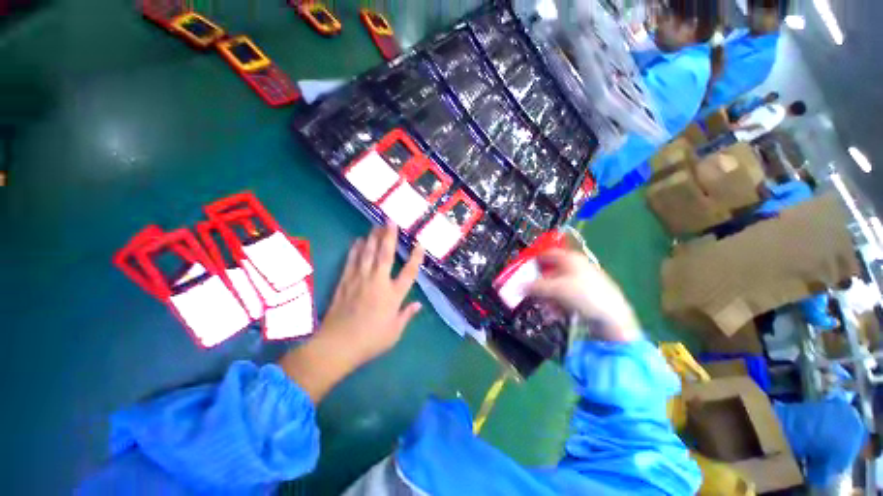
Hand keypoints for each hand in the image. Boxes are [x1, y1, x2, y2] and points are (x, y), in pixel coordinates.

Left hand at [279, 223, 423, 402]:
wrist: (337, 345)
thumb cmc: (370, 340)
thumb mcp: (394, 332)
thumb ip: (406, 315)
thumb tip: (418, 304)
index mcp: (393, 295)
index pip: (408, 272)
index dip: (415, 257)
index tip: (420, 244)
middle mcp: (378, 282)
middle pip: (385, 254)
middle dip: (389, 236)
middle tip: (390, 220)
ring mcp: (360, 280)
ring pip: (367, 254)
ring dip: (372, 238)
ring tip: (376, 225)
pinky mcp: (345, 282)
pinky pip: (351, 261)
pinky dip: (355, 249)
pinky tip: (358, 240)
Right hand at [527, 249, 639, 342]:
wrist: (614, 317)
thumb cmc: (585, 295)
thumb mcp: (556, 289)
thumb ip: (535, 287)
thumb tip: (518, 286)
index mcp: (570, 258)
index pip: (546, 253)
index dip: (533, 260)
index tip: (522, 269)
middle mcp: (575, 267)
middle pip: (549, 272)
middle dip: (539, 284)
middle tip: (530, 293)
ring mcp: (581, 281)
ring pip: (556, 286)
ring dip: (547, 297)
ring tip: (544, 307)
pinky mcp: (584, 294)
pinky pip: (564, 295)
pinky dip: (557, 303)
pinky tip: (554, 313)